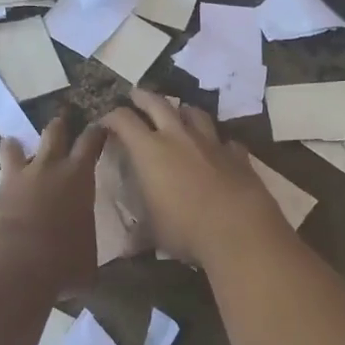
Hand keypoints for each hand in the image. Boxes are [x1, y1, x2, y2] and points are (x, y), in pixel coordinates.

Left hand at [0, 112, 107, 292]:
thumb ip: (82, 254)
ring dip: (11, 149)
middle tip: (60, 120)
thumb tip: (82, 269)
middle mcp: (44, 171)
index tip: (99, 126)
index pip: (90, 145)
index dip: (96, 134)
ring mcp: (11, 184)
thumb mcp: (87, 260)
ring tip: (9, 141)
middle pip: (52, 137)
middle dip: (57, 127)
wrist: (18, 264)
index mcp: (77, 179)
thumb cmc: (65, 259)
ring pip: (11, 155)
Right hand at [99, 89, 293, 268]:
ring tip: (179, 113)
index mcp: (149, 151)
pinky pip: (225, 141)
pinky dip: (218, 142)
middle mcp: (178, 137)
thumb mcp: (154, 233)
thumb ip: (140, 234)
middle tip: (135, 95)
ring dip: (183, 111)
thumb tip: (127, 249)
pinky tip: (218, 149)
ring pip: (195, 114)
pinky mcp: (237, 155)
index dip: (111, 117)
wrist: (239, 229)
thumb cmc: (185, 229)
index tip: (105, 121)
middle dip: (143, 97)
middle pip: (158, 104)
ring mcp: (211, 142)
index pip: (123, 121)